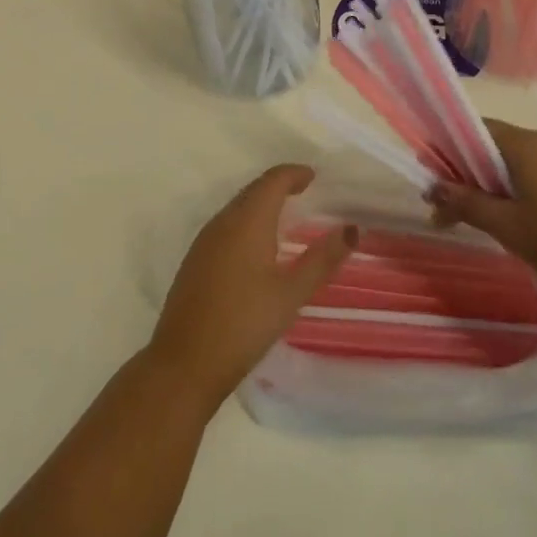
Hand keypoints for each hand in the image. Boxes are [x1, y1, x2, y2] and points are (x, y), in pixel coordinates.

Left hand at [149, 164, 355, 408]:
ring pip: (237, 207)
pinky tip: (256, 245)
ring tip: (285, 215)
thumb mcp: (290, 294)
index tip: (314, 176)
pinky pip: (225, 225)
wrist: (185, 362)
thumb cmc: (244, 324)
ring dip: (261, 203)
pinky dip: (246, 221)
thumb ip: (321, 260)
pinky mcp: (195, 260)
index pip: (272, 181)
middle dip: (278, 185)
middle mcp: (223, 221)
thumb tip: (351, 229)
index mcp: (247, 221)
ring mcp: (204, 240)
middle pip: (253, 190)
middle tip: (304, 190)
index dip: (293, 173)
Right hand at [428, 119, 536, 321]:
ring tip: (471, 220)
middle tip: (443, 207)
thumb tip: (432, 184)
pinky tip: (508, 224)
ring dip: (487, 187)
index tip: (429, 176)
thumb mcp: (508, 226)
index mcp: (526, 145)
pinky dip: (512, 194)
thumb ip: (467, 202)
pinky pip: (533, 178)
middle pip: (492, 147)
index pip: (474, 129)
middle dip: (464, 173)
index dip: (447, 148)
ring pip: (513, 165)